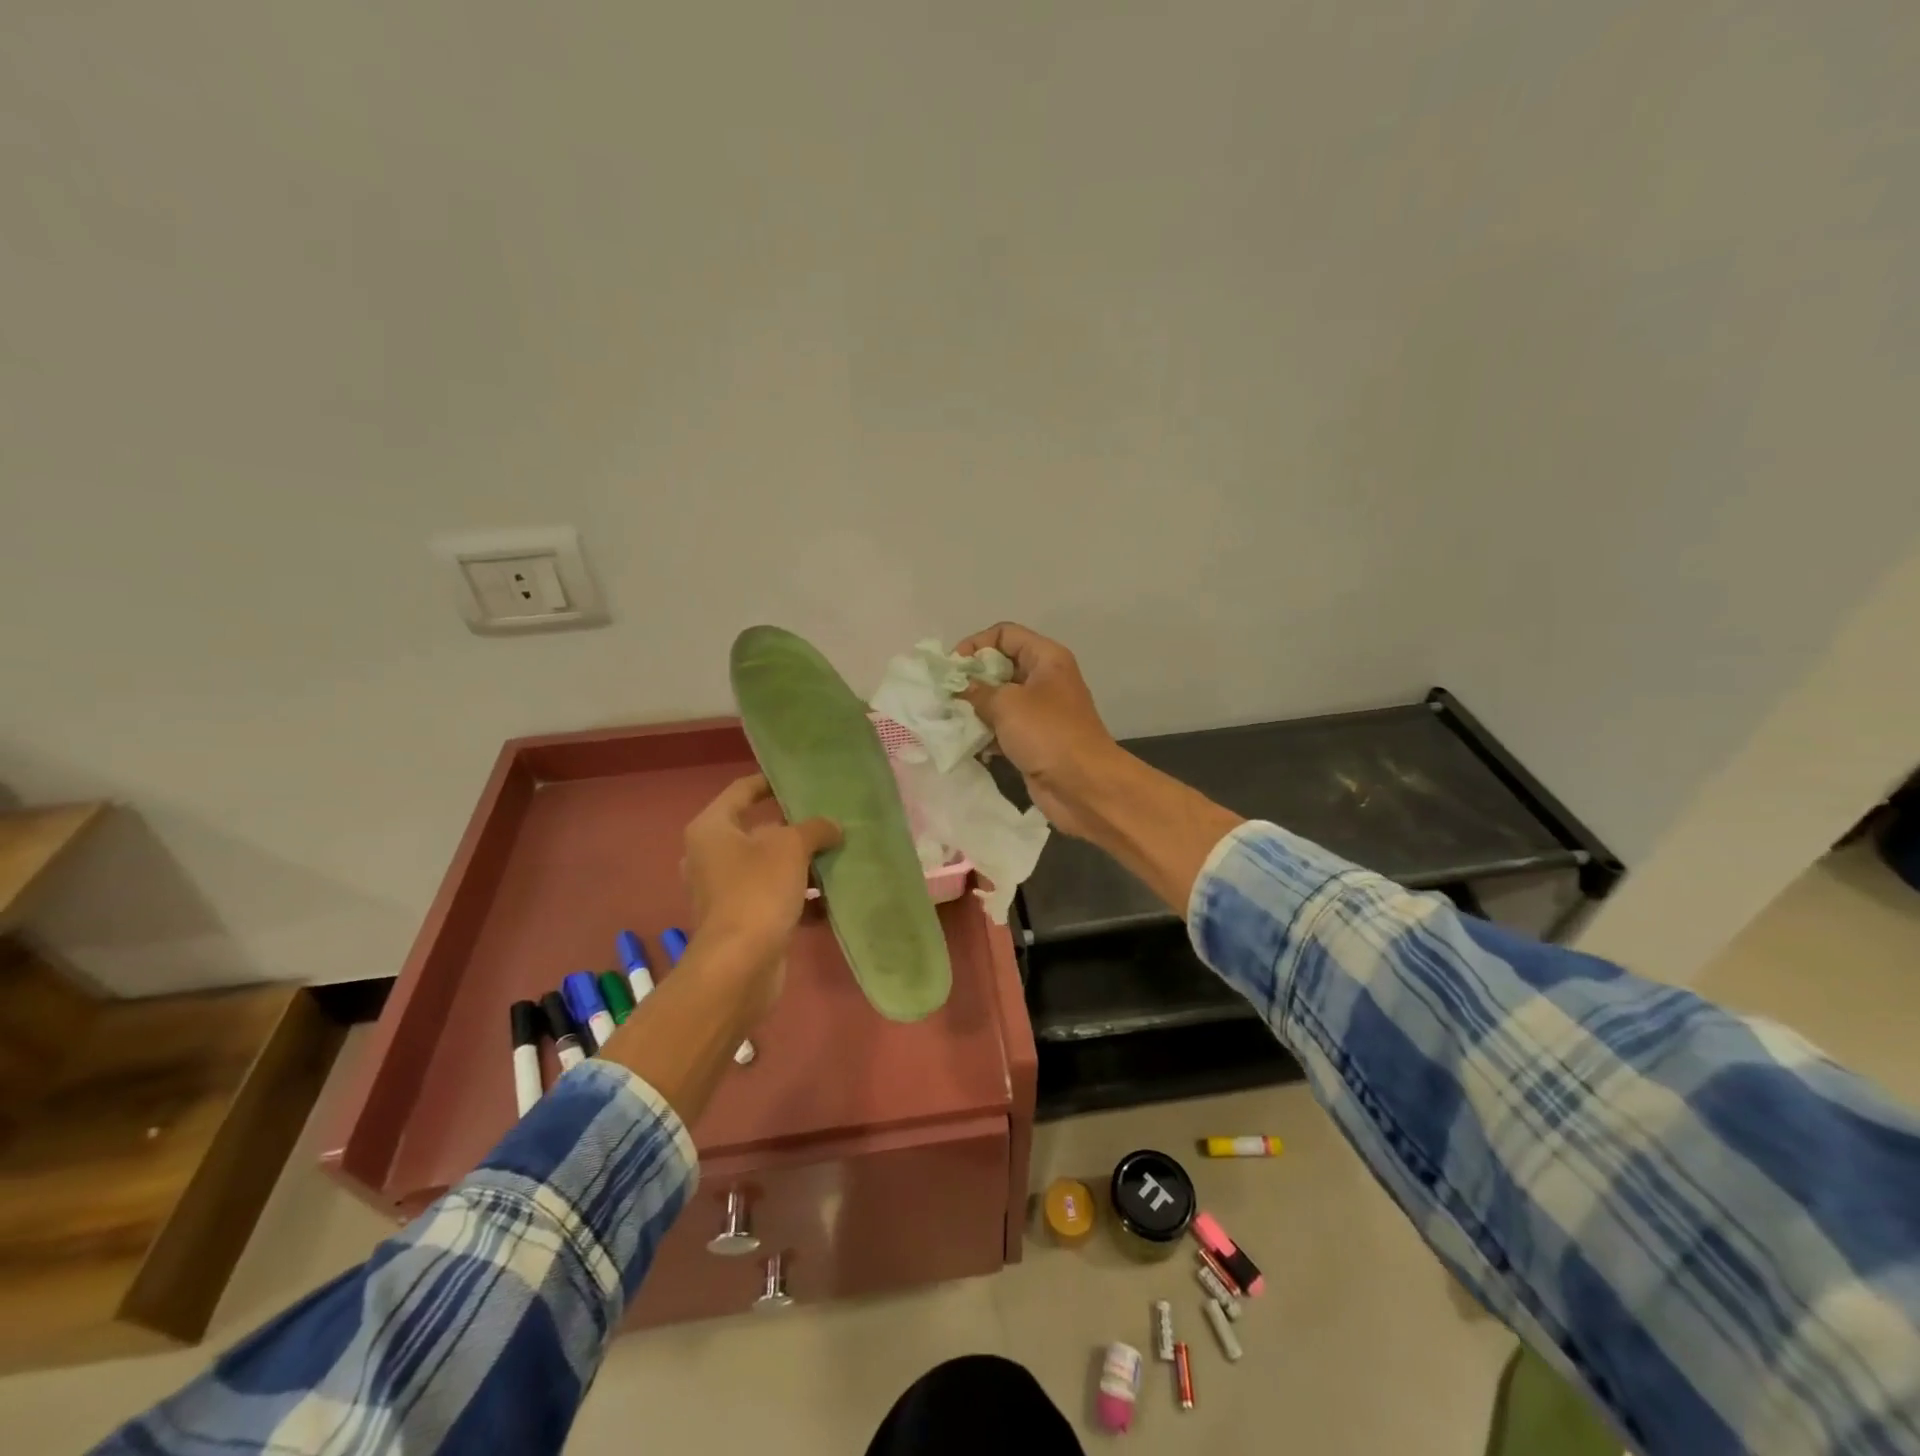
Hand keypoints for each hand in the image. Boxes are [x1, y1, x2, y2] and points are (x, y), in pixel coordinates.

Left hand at [682, 775, 839, 1022]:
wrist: (739, 966)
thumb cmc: (758, 891)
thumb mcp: (791, 847)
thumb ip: (814, 828)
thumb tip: (831, 827)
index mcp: (711, 829)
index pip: (742, 791)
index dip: (771, 782)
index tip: (801, 781)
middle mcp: (711, 856)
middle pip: (758, 830)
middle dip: (794, 828)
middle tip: (828, 820)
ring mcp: (724, 891)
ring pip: (768, 866)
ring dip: (801, 864)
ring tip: (836, 857)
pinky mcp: (740, 920)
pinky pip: (773, 896)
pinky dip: (798, 896)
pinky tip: (830, 899)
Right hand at [954, 622, 1123, 839]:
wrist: (1083, 785)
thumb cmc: (1047, 733)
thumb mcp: (1007, 704)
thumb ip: (977, 691)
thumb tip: (958, 687)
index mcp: (1046, 658)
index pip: (1004, 635)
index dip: (976, 645)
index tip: (952, 668)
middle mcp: (1045, 679)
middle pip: (1001, 666)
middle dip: (972, 679)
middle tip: (946, 695)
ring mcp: (1041, 712)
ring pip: (1001, 700)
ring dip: (976, 708)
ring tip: (950, 719)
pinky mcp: (1035, 740)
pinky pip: (1004, 728)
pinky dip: (986, 733)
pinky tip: (968, 744)